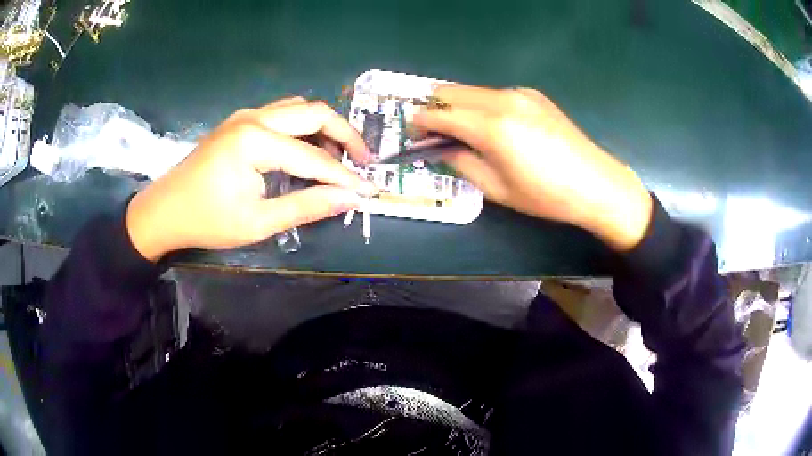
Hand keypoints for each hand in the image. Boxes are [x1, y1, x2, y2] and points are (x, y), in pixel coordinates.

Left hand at [126, 97, 375, 260]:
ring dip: (324, 127)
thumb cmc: (206, 220)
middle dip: (345, 135)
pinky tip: (307, 148)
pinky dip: (303, 127)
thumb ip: (306, 207)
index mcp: (255, 142)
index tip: (369, 190)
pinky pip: (282, 114)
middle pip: (314, 112)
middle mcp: (253, 117)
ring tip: (339, 156)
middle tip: (365, 160)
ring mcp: (245, 115)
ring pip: (299, 108)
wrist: (164, 211)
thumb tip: (349, 199)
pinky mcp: (240, 121)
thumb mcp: (257, 222)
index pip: (313, 157)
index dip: (344, 176)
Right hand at [412, 86, 651, 250]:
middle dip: (433, 109)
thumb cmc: (546, 195)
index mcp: (492, 127)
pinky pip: (493, 93)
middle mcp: (502, 100)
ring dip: (457, 106)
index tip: (412, 134)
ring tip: (461, 131)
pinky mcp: (532, 94)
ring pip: (471, 90)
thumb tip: (441, 149)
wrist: (596, 183)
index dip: (419, 122)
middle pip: (450, 91)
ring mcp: (519, 93)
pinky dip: (479, 104)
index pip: (439, 114)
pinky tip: (491, 126)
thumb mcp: (498, 189)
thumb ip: (462, 162)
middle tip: (432, 133)